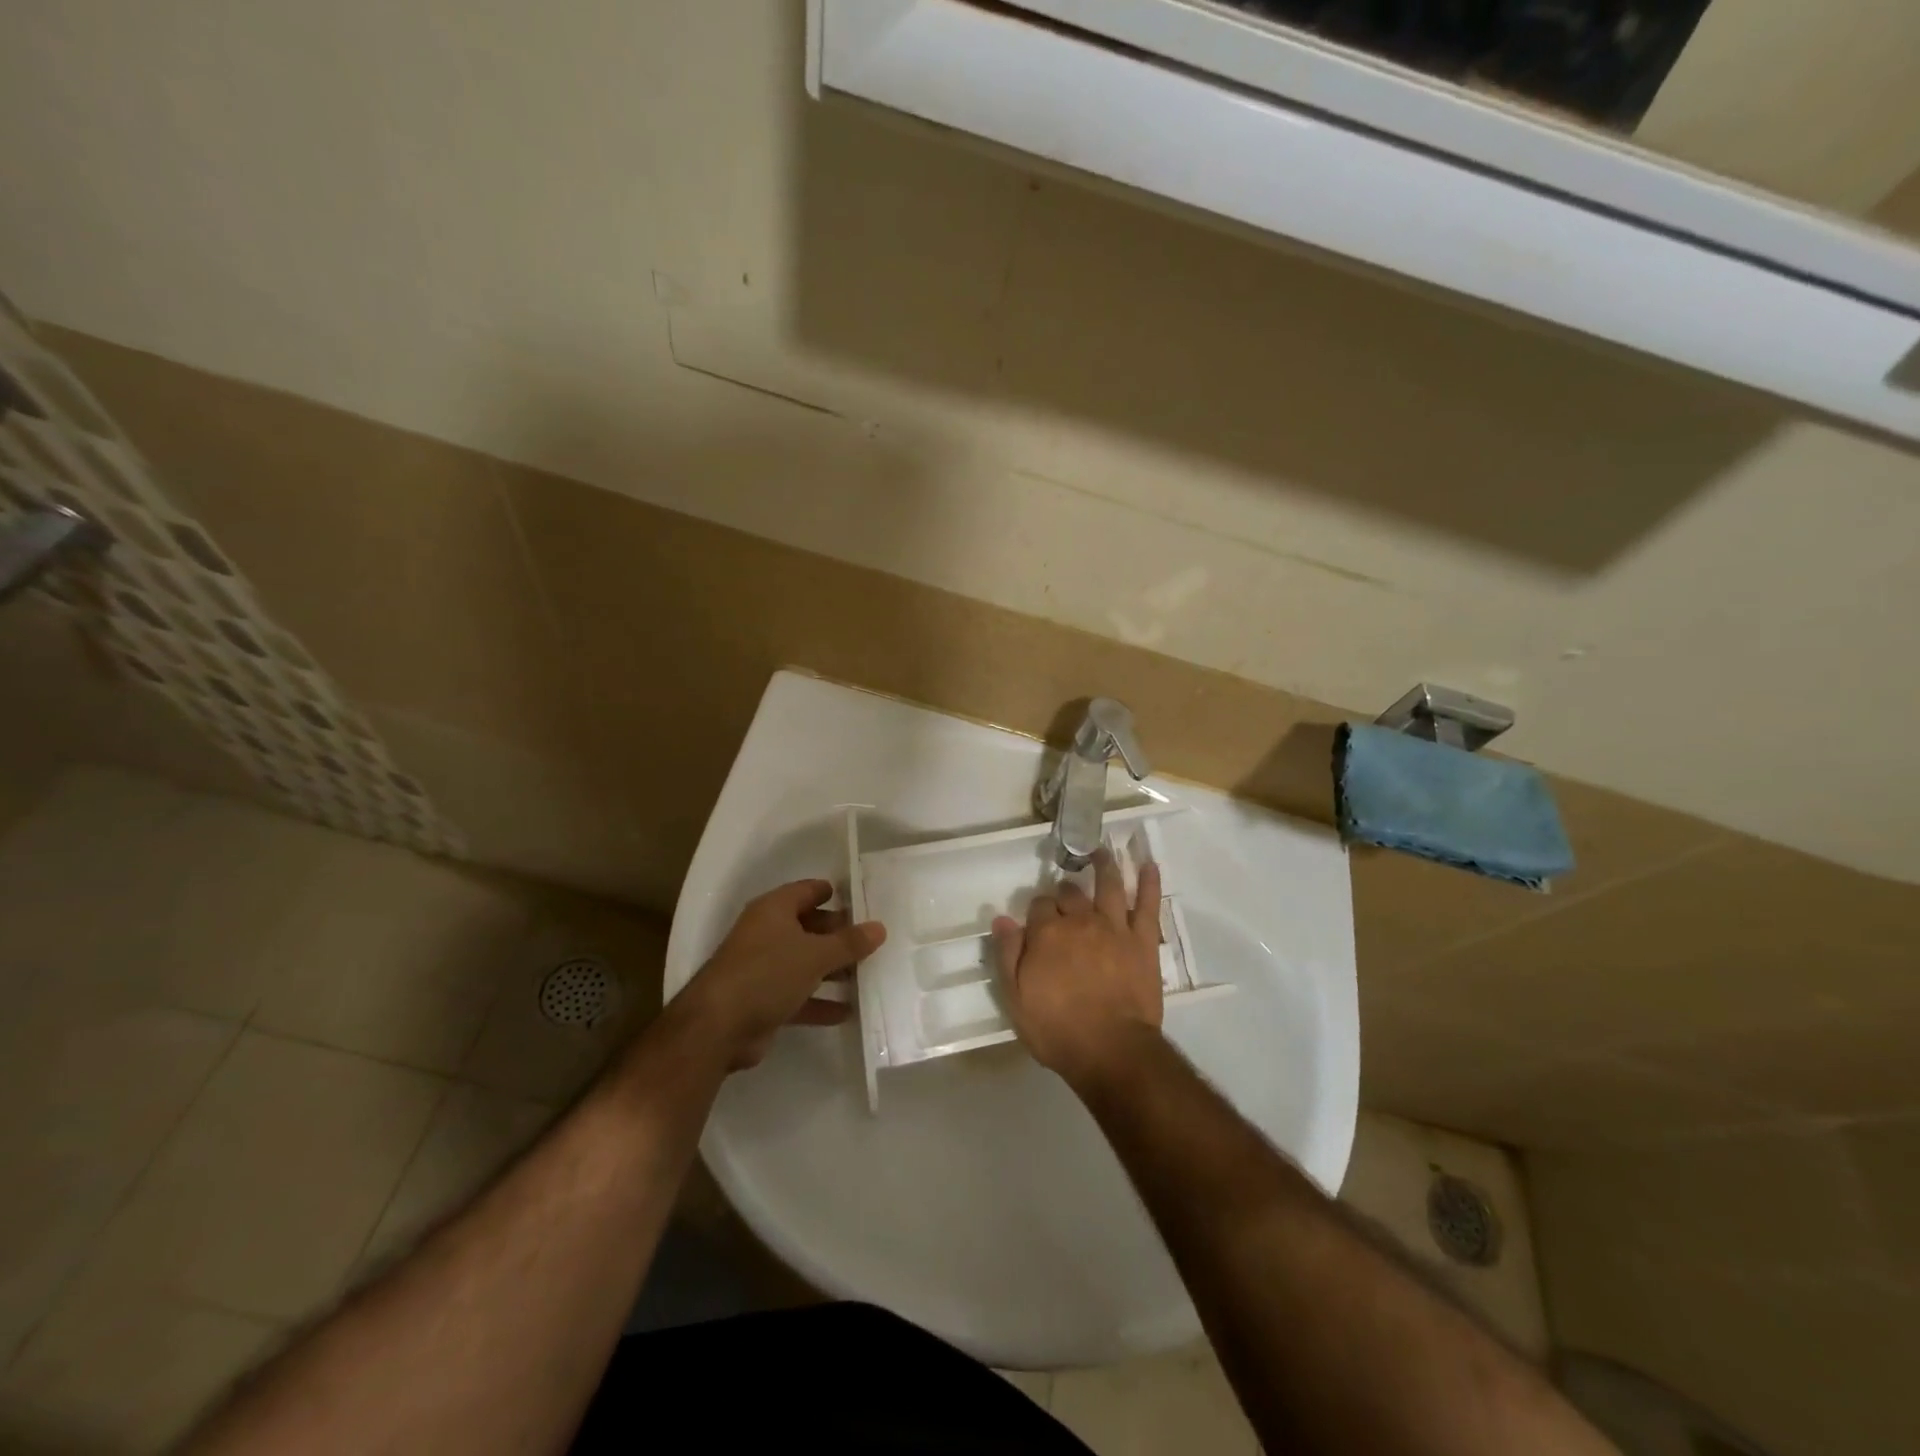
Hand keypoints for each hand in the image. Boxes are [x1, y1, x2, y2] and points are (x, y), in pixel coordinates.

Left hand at [679, 880, 885, 1070]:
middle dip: (839, 935)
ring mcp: (763, 969)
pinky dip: (820, 1002)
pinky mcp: (763, 1001)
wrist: (717, 1028)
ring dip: (832, 970)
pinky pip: (798, 995)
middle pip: (809, 927)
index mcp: (774, 910)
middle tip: (873, 941)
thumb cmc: (767, 974)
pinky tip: (847, 1011)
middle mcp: (767, 934)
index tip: (863, 901)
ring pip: (805, 963)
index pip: (808, 891)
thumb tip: (880, 927)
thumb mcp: (815, 955)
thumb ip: (849, 943)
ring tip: (867, 975)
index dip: (834, 893)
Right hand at [992, 849, 1163, 1089]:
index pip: (1039, 907)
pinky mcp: (1142, 940)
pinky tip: (1150, 865)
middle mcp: (1080, 921)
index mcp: (1047, 934)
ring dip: (1105, 865)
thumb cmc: (1057, 1030)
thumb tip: (1002, 919)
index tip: (1037, 923)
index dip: (1038, 912)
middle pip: (1071, 894)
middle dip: (1066, 892)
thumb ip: (1007, 956)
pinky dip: (1150, 883)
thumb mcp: (1016, 999)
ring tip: (1102, 852)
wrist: (1111, 1050)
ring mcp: (1114, 927)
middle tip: (1066, 898)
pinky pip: (1148, 905)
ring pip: (1109, 885)